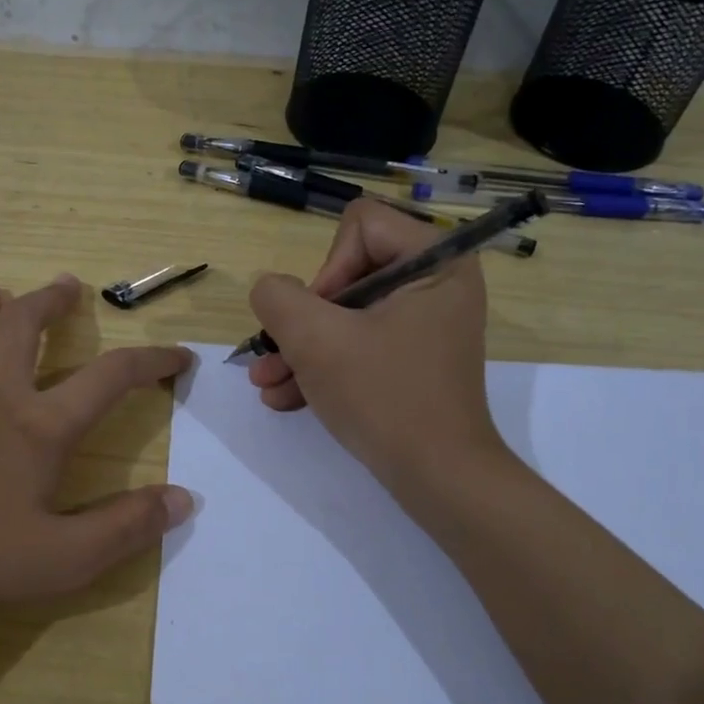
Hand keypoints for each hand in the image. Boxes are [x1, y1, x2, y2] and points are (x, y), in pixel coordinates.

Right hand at [247, 200, 506, 484]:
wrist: (438, 478)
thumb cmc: (384, 397)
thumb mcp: (316, 340)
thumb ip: (278, 299)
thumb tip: (271, 291)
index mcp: (435, 261)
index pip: (360, 225)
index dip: (326, 268)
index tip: (319, 319)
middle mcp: (436, 285)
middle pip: (347, 274)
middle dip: (302, 321)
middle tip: (274, 355)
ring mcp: (425, 326)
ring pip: (346, 317)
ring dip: (300, 350)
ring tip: (265, 384)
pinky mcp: (413, 361)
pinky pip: (360, 347)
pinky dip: (324, 368)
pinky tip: (284, 398)